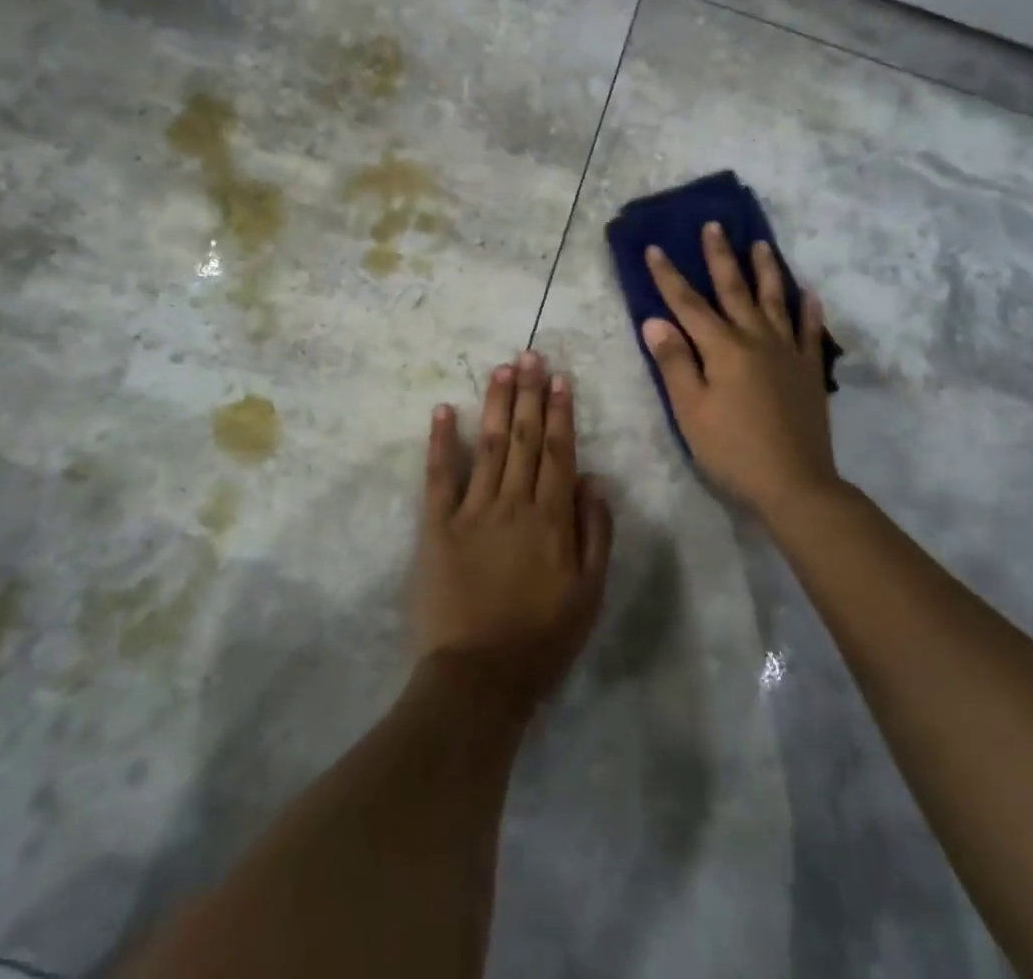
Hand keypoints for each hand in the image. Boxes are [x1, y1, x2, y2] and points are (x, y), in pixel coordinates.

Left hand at [413, 351, 612, 718]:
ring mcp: (472, 511)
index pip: (558, 452)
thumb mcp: (590, 593)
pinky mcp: (437, 526)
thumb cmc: (542, 639)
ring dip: (497, 405)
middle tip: (529, 354)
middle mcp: (513, 502)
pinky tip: (445, 410)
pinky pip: (439, 476)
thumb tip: (593, 478)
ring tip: (501, 369)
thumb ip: (595, 532)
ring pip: (490, 446)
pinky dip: (442, 441)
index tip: (559, 378)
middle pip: (525, 438)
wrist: (478, 678)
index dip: (560, 412)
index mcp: (551, 517)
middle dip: (528, 394)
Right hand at [643, 223, 839, 515]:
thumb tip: (655, 320)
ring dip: (766, 270)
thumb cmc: (732, 450)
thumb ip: (674, 362)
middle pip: (734, 289)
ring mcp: (787, 352)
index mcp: (722, 348)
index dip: (669, 276)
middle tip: (714, 225)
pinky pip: (809, 331)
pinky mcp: (809, 371)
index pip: (688, 304)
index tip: (655, 248)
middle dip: (720, 256)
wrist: (795, 484)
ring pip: (775, 300)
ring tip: (761, 244)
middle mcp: (756, 339)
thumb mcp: (690, 410)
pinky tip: (809, 293)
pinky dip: (809, 310)